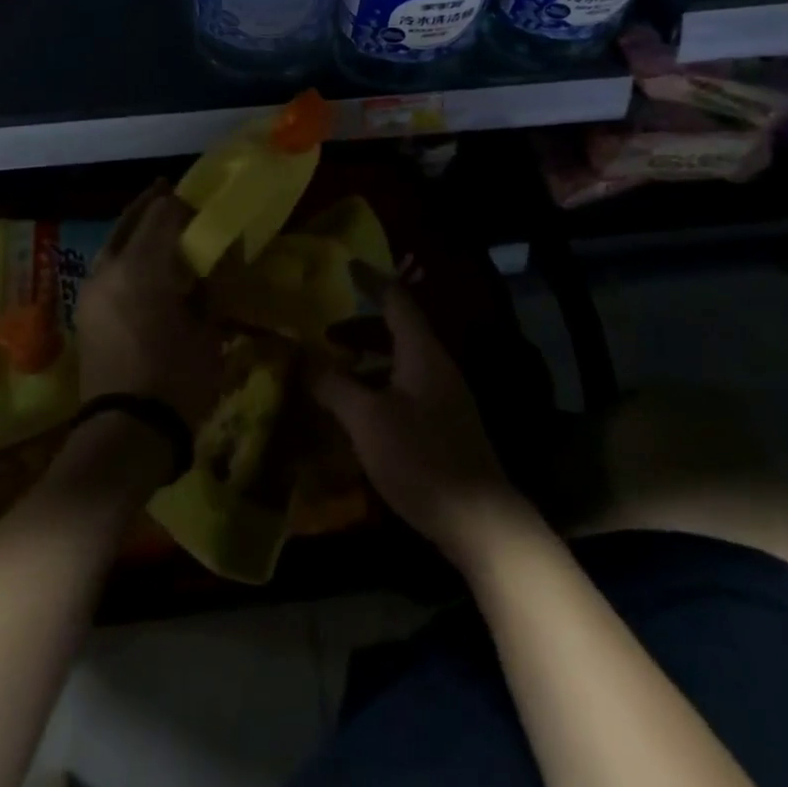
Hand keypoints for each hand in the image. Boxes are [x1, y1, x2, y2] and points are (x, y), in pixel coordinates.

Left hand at [74, 182, 222, 431]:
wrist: (123, 434)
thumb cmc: (176, 380)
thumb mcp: (208, 333)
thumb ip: (211, 290)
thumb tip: (216, 266)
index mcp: (142, 265)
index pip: (163, 213)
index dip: (184, 204)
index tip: (203, 207)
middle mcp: (110, 267)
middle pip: (130, 219)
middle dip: (152, 204)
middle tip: (172, 192)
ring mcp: (91, 289)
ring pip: (113, 241)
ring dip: (134, 228)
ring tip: (157, 225)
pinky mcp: (85, 311)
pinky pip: (106, 265)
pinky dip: (124, 253)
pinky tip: (141, 263)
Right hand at [313, 263, 524, 569]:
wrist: (480, 521)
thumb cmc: (421, 458)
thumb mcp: (367, 420)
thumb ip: (335, 386)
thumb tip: (307, 361)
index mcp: (421, 352)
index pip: (395, 300)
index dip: (371, 280)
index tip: (348, 265)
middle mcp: (436, 366)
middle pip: (396, 331)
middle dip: (359, 327)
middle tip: (324, 331)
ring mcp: (444, 397)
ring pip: (400, 362)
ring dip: (367, 360)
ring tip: (333, 372)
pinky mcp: (444, 426)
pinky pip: (405, 389)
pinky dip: (378, 386)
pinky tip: (357, 412)